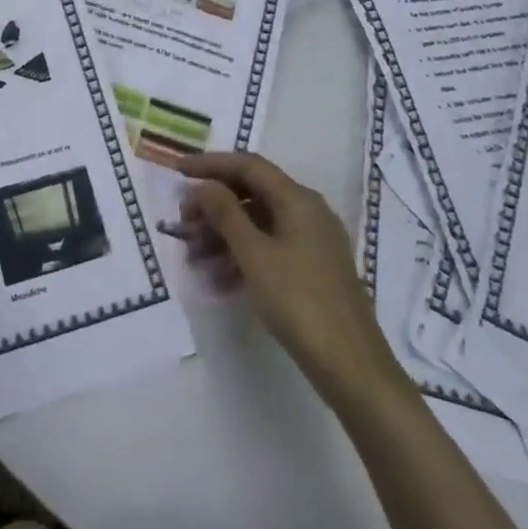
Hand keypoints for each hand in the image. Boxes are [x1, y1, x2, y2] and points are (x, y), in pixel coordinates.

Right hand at [178, 152, 391, 404]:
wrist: (350, 364)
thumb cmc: (298, 300)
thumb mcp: (253, 254)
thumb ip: (225, 213)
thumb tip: (204, 186)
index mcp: (297, 199)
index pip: (248, 165)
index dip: (210, 164)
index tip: (177, 171)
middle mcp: (308, 212)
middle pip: (252, 193)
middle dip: (213, 205)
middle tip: (183, 223)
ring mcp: (312, 241)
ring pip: (258, 223)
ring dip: (223, 234)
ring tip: (193, 257)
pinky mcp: (311, 269)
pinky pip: (269, 248)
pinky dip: (241, 255)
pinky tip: (218, 279)